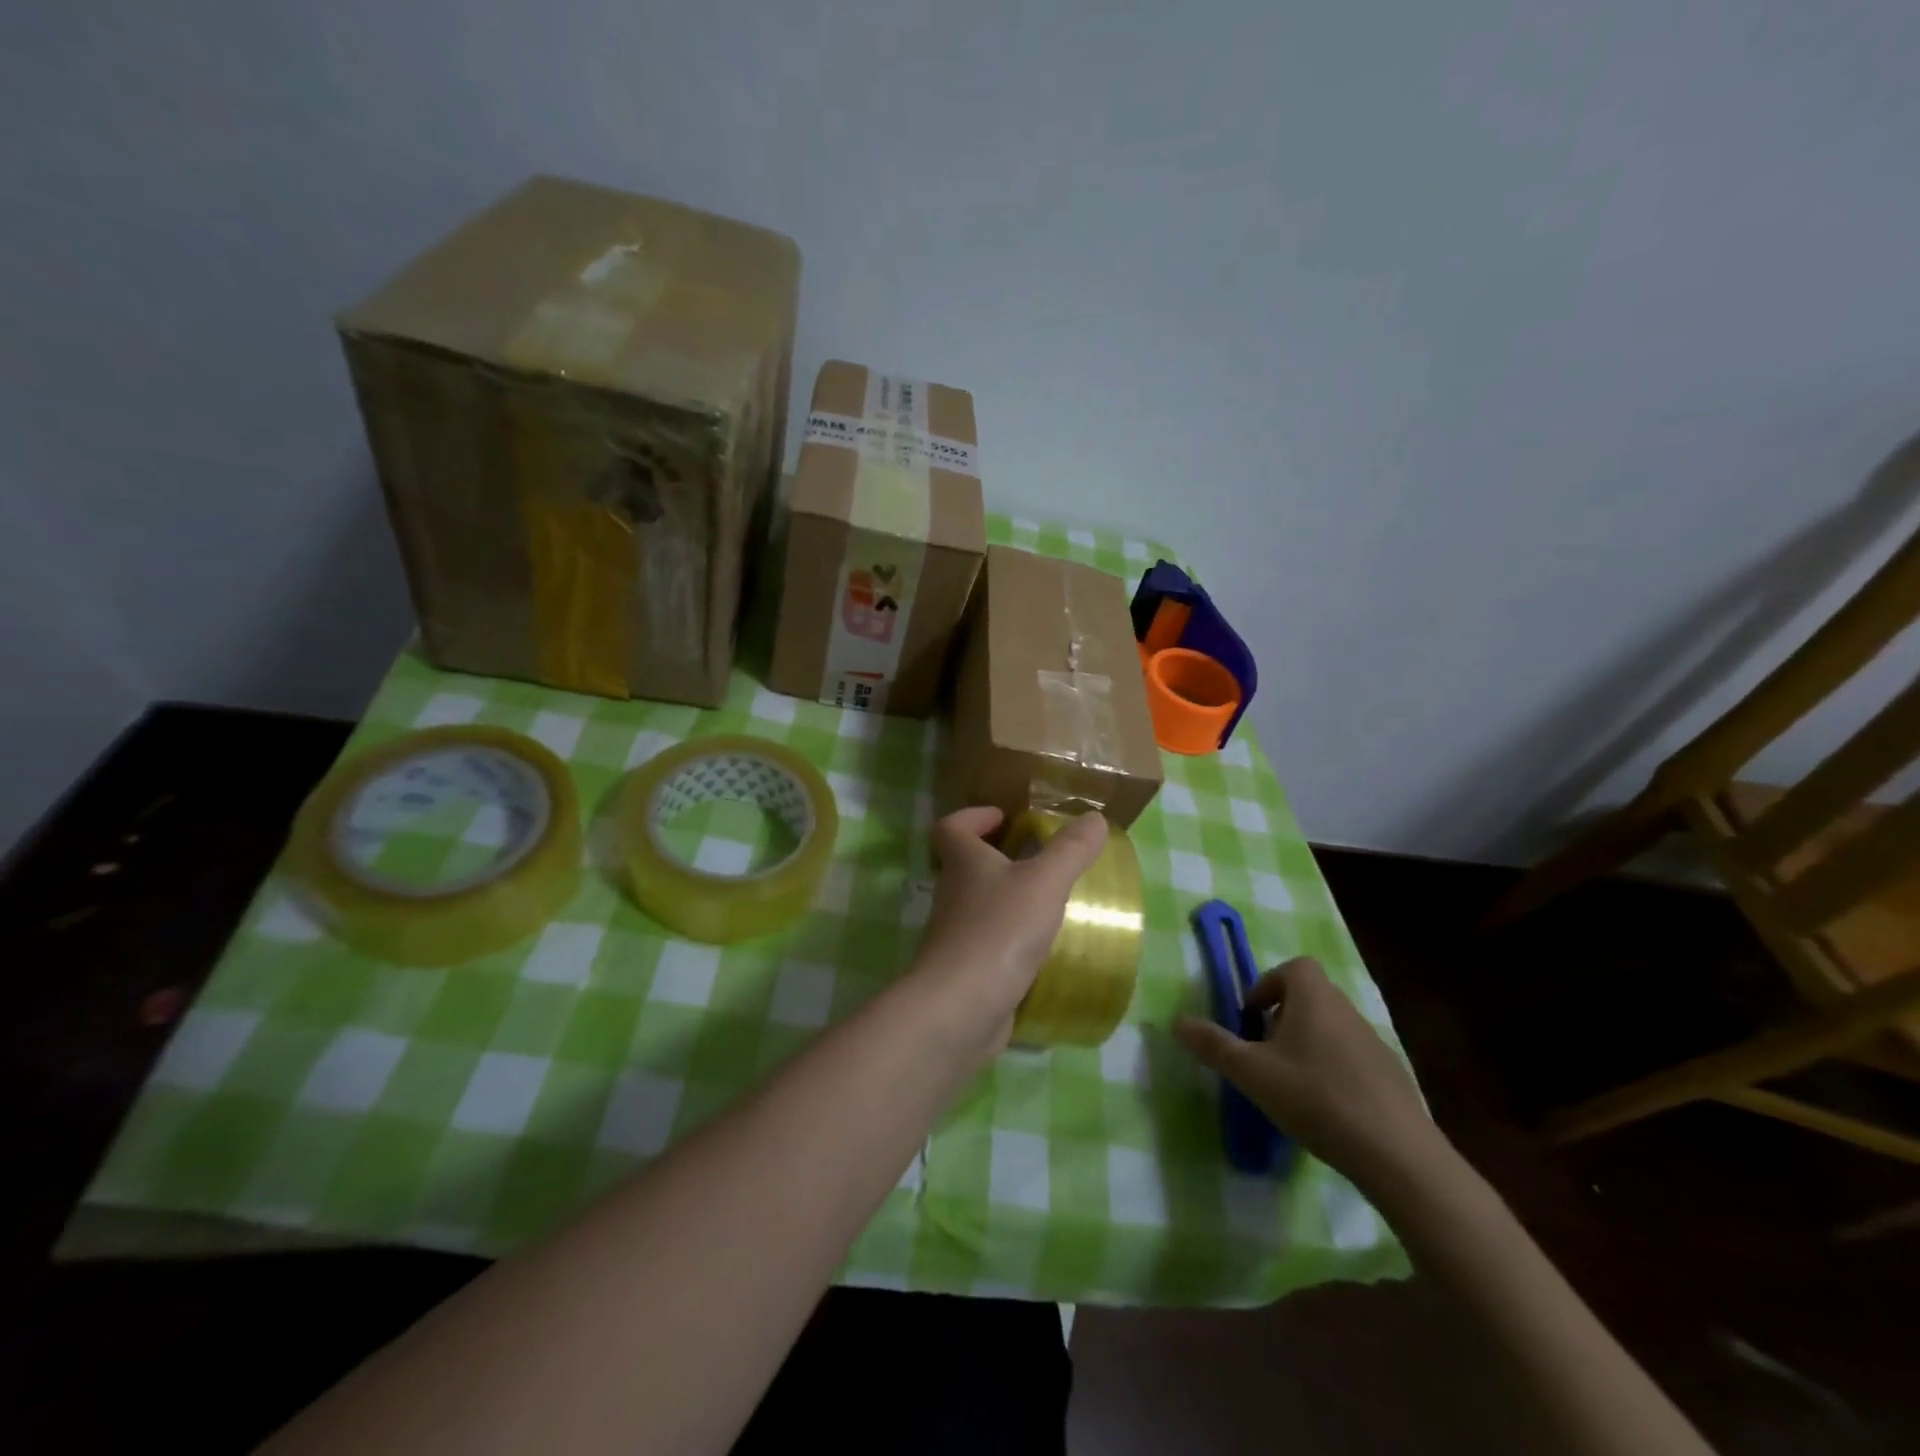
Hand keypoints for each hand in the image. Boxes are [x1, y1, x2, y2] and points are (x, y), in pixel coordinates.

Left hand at [911, 807, 1109, 1056]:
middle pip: (966, 865)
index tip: (1003, 818)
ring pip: (978, 905)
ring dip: (1007, 899)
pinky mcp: (965, 971)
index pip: (951, 827)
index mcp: (964, 863)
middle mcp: (952, 894)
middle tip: (1038, 859)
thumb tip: (1095, 818)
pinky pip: (987, 943)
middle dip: (998, 857)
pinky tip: (1040, 949)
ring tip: (1048, 903)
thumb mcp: (1045, 883)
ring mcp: (955, 935)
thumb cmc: (1000, 930)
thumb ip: (1071, 850)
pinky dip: (1010, 940)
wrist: (960, 1008)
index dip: (973, 817)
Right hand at [1173, 957, 1449, 1201]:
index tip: (1252, 1017)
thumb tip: (1176, 1021)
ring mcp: (1375, 1043)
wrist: (1398, 1155)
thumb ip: (1213, 1045)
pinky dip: (1334, 1070)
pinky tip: (1325, 1109)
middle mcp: (1347, 1011)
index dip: (1269, 984)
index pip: (1295, 967)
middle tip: (1264, 1053)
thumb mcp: (1252, 1073)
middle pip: (1312, 996)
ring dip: (1308, 1044)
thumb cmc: (1316, 1098)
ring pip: (1332, 1028)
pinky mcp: (1393, 1077)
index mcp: (1315, 999)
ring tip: (1291, 1084)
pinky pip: (1353, 1058)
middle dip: (1283, 1017)